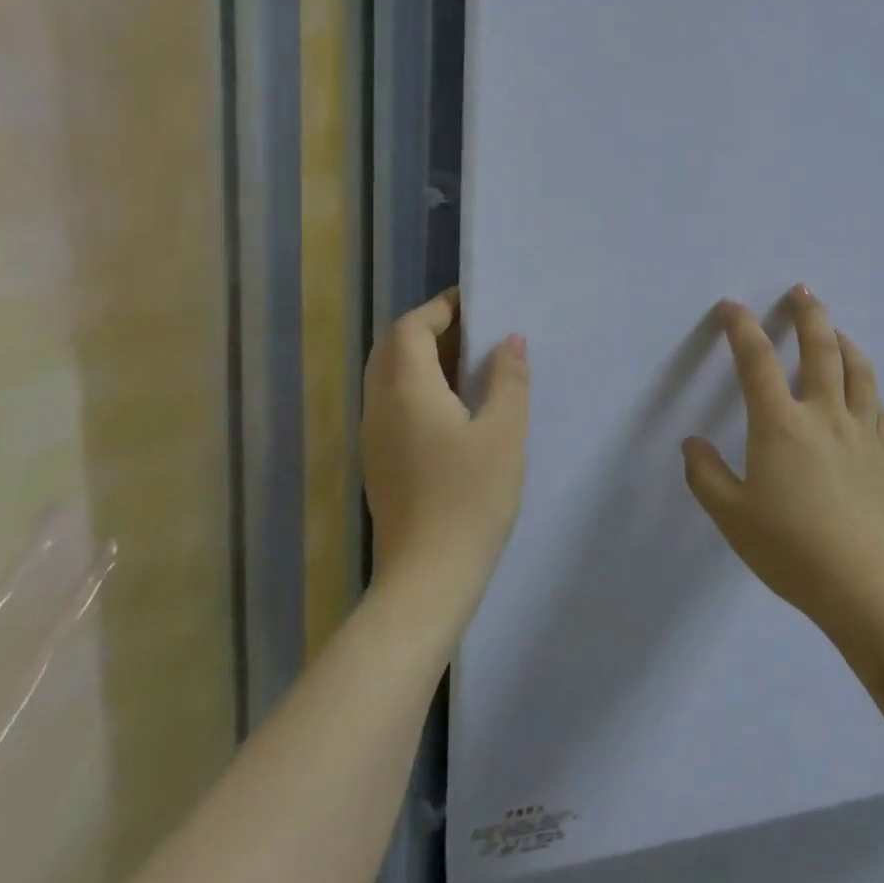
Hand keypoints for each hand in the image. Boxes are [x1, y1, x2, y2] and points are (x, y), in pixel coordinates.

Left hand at [361, 291, 529, 595]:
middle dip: (430, 329)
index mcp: (406, 389)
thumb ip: (508, 379)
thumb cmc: (470, 498)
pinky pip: (393, 405)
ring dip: (423, 359)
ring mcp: (374, 437)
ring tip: (470, 365)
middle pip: (393, 348)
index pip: (411, 327)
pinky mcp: (379, 463)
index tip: (476, 303)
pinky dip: (419, 388)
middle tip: (475, 331)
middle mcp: (380, 406)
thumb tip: (509, 341)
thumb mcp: (504, 433)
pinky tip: (455, 409)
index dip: (441, 308)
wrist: (428, 579)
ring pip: (389, 378)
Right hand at [682, 287, 883, 628]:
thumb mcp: (733, 517)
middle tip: (800, 291)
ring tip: (833, 330)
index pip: (757, 360)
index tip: (730, 308)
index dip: (741, 327)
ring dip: (843, 340)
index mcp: (780, 424)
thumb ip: (706, 475)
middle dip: (807, 313)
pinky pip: (879, 405)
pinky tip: (863, 393)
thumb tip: (692, 443)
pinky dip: (867, 387)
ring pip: (858, 368)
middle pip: (820, 347)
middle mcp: (824, 414)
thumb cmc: (792, 551)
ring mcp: (863, 431)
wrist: (869, 588)